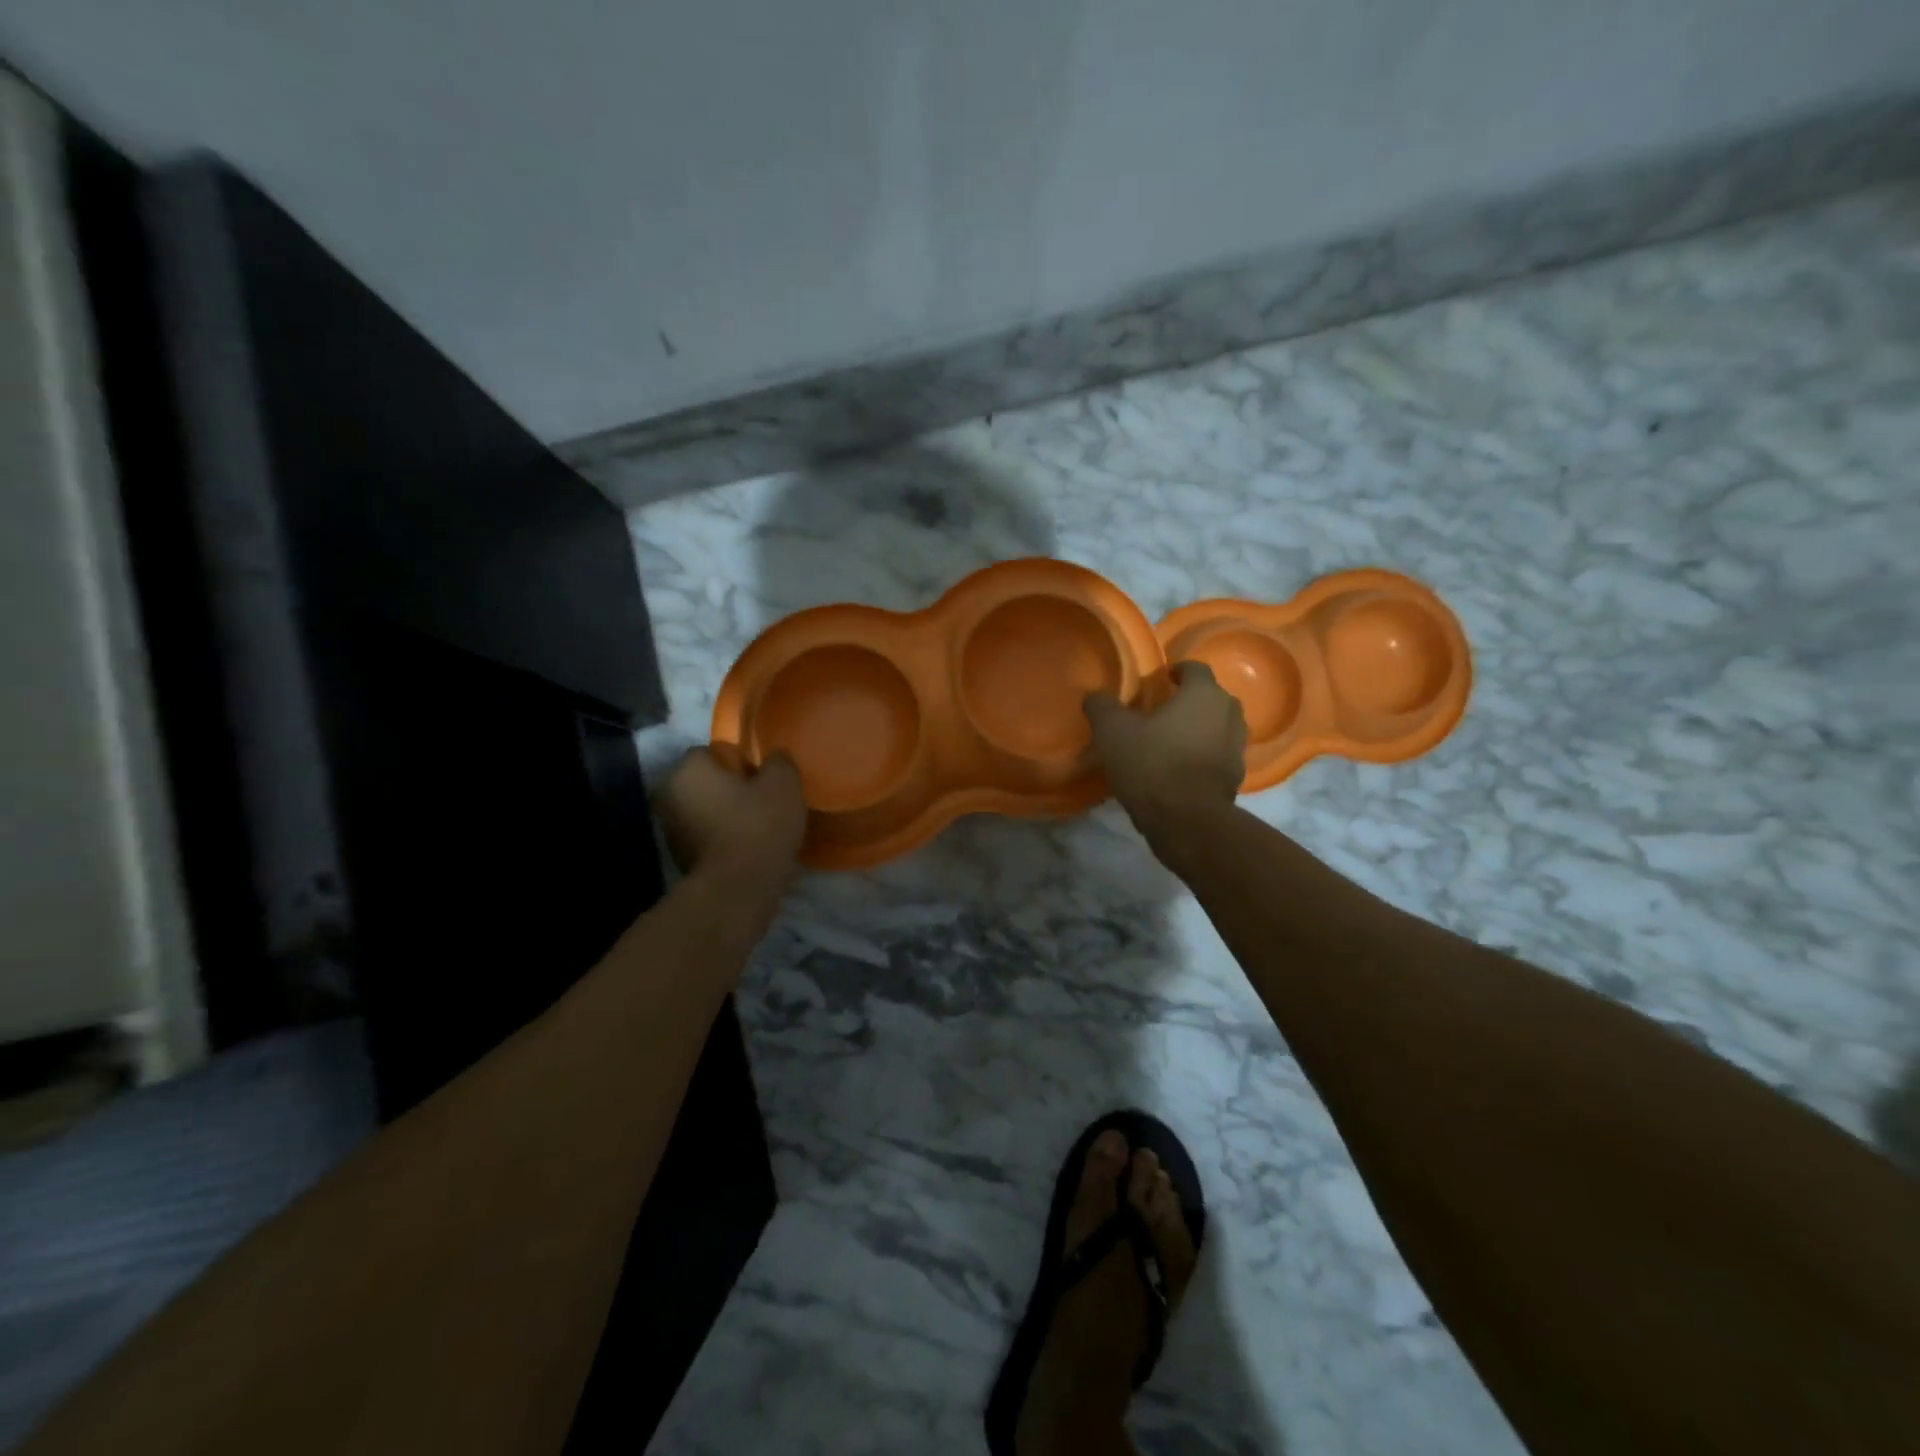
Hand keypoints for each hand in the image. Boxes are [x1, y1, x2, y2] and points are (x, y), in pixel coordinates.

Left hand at [658, 748, 806, 883]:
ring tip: (758, 829)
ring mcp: (670, 831)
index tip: (761, 780)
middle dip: (730, 790)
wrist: (738, 889)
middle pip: (705, 783)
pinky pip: (705, 837)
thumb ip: (778, 761)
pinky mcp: (679, 859)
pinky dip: (722, 840)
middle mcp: (668, 795)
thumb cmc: (758, 826)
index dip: (739, 762)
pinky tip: (748, 850)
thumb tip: (773, 759)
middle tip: (762, 803)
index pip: (710, 752)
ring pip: (704, 810)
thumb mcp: (783, 783)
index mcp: (687, 770)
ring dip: (725, 816)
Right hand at [1084, 663, 1245, 845]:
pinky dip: (1203, 756)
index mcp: (1203, 694)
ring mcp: (1237, 747)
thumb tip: (1096, 696)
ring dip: (1200, 729)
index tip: (1160, 680)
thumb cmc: (1152, 764)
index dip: (1176, 671)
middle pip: (1211, 697)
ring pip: (1218, 727)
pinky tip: (1180, 769)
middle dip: (1190, 700)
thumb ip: (1102, 706)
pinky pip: (1218, 756)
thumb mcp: (1112, 731)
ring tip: (1172, 741)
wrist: (1187, 821)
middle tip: (1163, 711)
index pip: (1195, 668)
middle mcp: (1229, 714)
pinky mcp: (1236, 777)